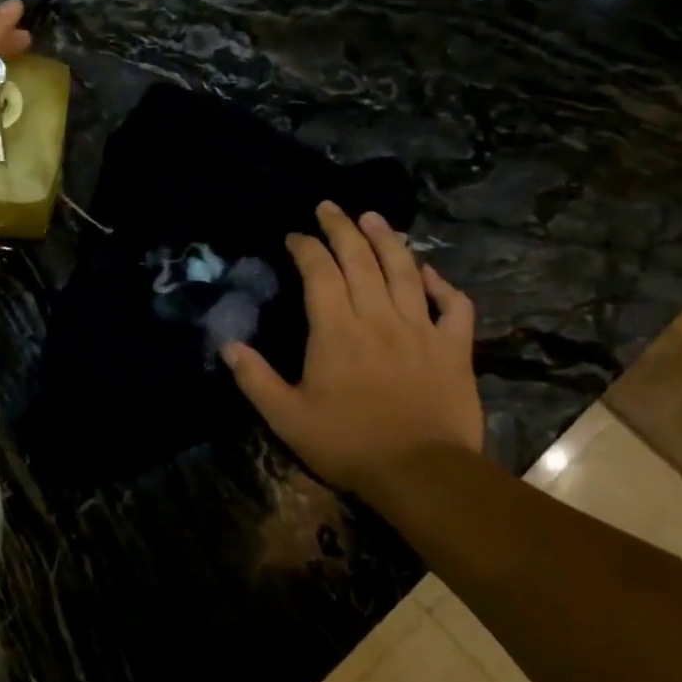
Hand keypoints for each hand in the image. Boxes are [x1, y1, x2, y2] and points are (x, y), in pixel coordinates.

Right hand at [224, 201, 482, 494]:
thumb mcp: (286, 418)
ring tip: (372, 217)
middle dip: (341, 228)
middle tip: (328, 207)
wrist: (423, 474)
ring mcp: (420, 330)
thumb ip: (255, 379)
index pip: (319, 272)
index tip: (293, 237)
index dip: (305, 247)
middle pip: (359, 259)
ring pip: (404, 271)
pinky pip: (453, 306)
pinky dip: (441, 284)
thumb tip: (227, 344)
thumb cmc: (348, 444)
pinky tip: (428, 272)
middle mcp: (378, 318)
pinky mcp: (453, 349)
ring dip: (387, 239)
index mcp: (336, 331)